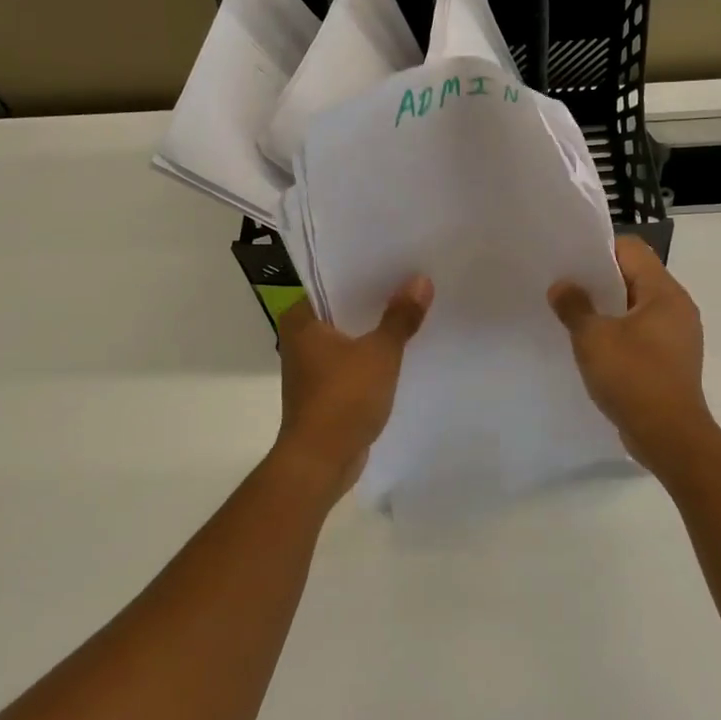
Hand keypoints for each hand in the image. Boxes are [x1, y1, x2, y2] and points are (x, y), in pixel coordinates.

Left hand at [274, 278, 432, 492]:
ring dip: (372, 327)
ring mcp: (310, 367)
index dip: (359, 269)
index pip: (328, 280)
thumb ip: (400, 317)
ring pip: (346, 336)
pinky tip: (398, 349)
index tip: (389, 259)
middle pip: (340, 308)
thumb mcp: (380, 353)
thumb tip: (421, 280)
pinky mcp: (324, 390)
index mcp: (301, 320)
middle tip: (407, 278)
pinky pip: (351, 361)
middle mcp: (299, 339)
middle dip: (371, 298)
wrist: (321, 461)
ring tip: (408, 308)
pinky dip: (370, 355)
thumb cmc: (343, 398)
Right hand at [549, 237, 713, 474]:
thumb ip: (574, 306)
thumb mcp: (593, 338)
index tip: (570, 264)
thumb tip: (562, 286)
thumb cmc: (633, 378)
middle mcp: (677, 308)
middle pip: (635, 277)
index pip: (632, 250)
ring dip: (608, 311)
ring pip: (637, 308)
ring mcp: (678, 336)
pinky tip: (594, 349)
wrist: (669, 436)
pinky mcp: (672, 361)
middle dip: (600, 282)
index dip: (599, 251)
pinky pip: (642, 334)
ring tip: (575, 319)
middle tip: (565, 290)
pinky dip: (619, 335)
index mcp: (665, 292)